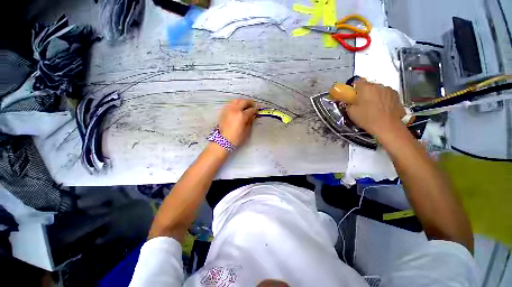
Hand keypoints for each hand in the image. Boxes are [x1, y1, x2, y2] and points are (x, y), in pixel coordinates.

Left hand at [218, 99, 257, 145]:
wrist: (223, 140)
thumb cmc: (236, 137)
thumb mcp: (246, 130)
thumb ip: (250, 121)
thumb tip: (253, 115)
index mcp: (242, 115)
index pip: (251, 110)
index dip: (255, 109)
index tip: (258, 109)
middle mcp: (235, 110)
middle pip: (243, 102)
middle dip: (249, 102)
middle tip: (253, 104)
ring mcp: (228, 109)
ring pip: (236, 100)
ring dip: (242, 101)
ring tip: (245, 104)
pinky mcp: (224, 111)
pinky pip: (230, 103)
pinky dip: (235, 103)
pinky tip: (238, 107)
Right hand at [346, 79, 405, 136]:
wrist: (388, 127)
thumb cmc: (367, 119)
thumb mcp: (351, 112)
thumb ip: (348, 104)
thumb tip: (349, 102)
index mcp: (366, 88)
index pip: (357, 82)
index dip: (353, 89)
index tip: (352, 96)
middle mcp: (378, 85)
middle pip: (368, 86)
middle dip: (364, 92)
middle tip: (361, 103)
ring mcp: (389, 90)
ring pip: (378, 90)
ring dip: (374, 95)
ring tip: (372, 107)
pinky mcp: (396, 96)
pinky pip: (386, 94)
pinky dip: (382, 99)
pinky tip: (381, 108)